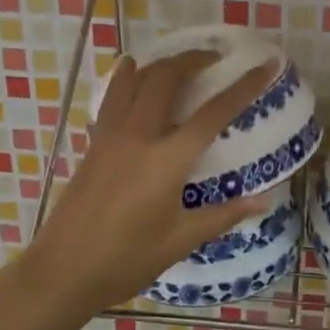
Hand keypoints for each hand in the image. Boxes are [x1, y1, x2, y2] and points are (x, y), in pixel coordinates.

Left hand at [25, 50, 275, 312]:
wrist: (64, 270)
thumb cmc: (127, 260)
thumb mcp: (181, 240)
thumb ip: (224, 215)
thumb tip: (264, 200)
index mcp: (167, 160)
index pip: (214, 112)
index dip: (244, 86)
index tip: (266, 65)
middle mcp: (139, 135)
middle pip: (167, 78)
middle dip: (194, 60)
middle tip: (216, 60)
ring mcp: (111, 135)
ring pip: (136, 79)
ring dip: (161, 63)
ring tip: (180, 64)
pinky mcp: (93, 143)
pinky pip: (113, 96)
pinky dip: (127, 77)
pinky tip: (132, 73)